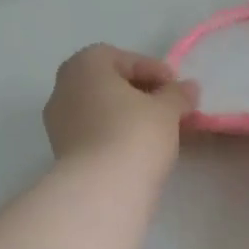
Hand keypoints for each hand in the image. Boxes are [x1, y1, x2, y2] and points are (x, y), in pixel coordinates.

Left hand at [43, 44, 197, 167]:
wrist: (103, 189)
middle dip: (139, 93)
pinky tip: (138, 149)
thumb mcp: (166, 110)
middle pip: (108, 83)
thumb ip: (178, 94)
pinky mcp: (63, 152)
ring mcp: (59, 122)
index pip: (123, 58)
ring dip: (126, 116)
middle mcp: (64, 87)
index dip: (154, 70)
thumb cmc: (135, 135)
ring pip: (100, 110)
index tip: (177, 88)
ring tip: (156, 131)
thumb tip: (189, 88)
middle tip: (167, 108)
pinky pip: (95, 134)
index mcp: (85, 65)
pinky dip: (115, 136)